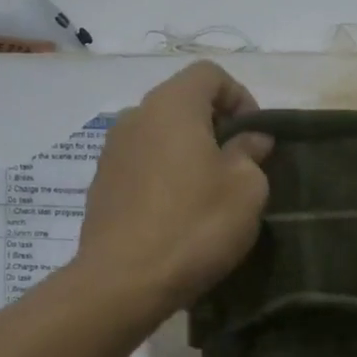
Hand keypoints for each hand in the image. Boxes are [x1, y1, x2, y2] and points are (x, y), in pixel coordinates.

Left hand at [77, 61, 273, 316]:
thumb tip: (250, 139)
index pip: (209, 74)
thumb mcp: (246, 189)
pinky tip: (178, 214)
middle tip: (238, 165)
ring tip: (209, 193)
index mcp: (171, 106)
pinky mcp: (101, 185)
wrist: (123, 282)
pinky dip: (164, 176)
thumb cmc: (195, 226)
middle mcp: (135, 117)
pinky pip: (142, 165)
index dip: (240, 96)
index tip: (255, 136)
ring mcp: (112, 152)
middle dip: (215, 126)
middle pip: (182, 103)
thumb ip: (251, 153)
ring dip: (188, 153)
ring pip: (160, 136)